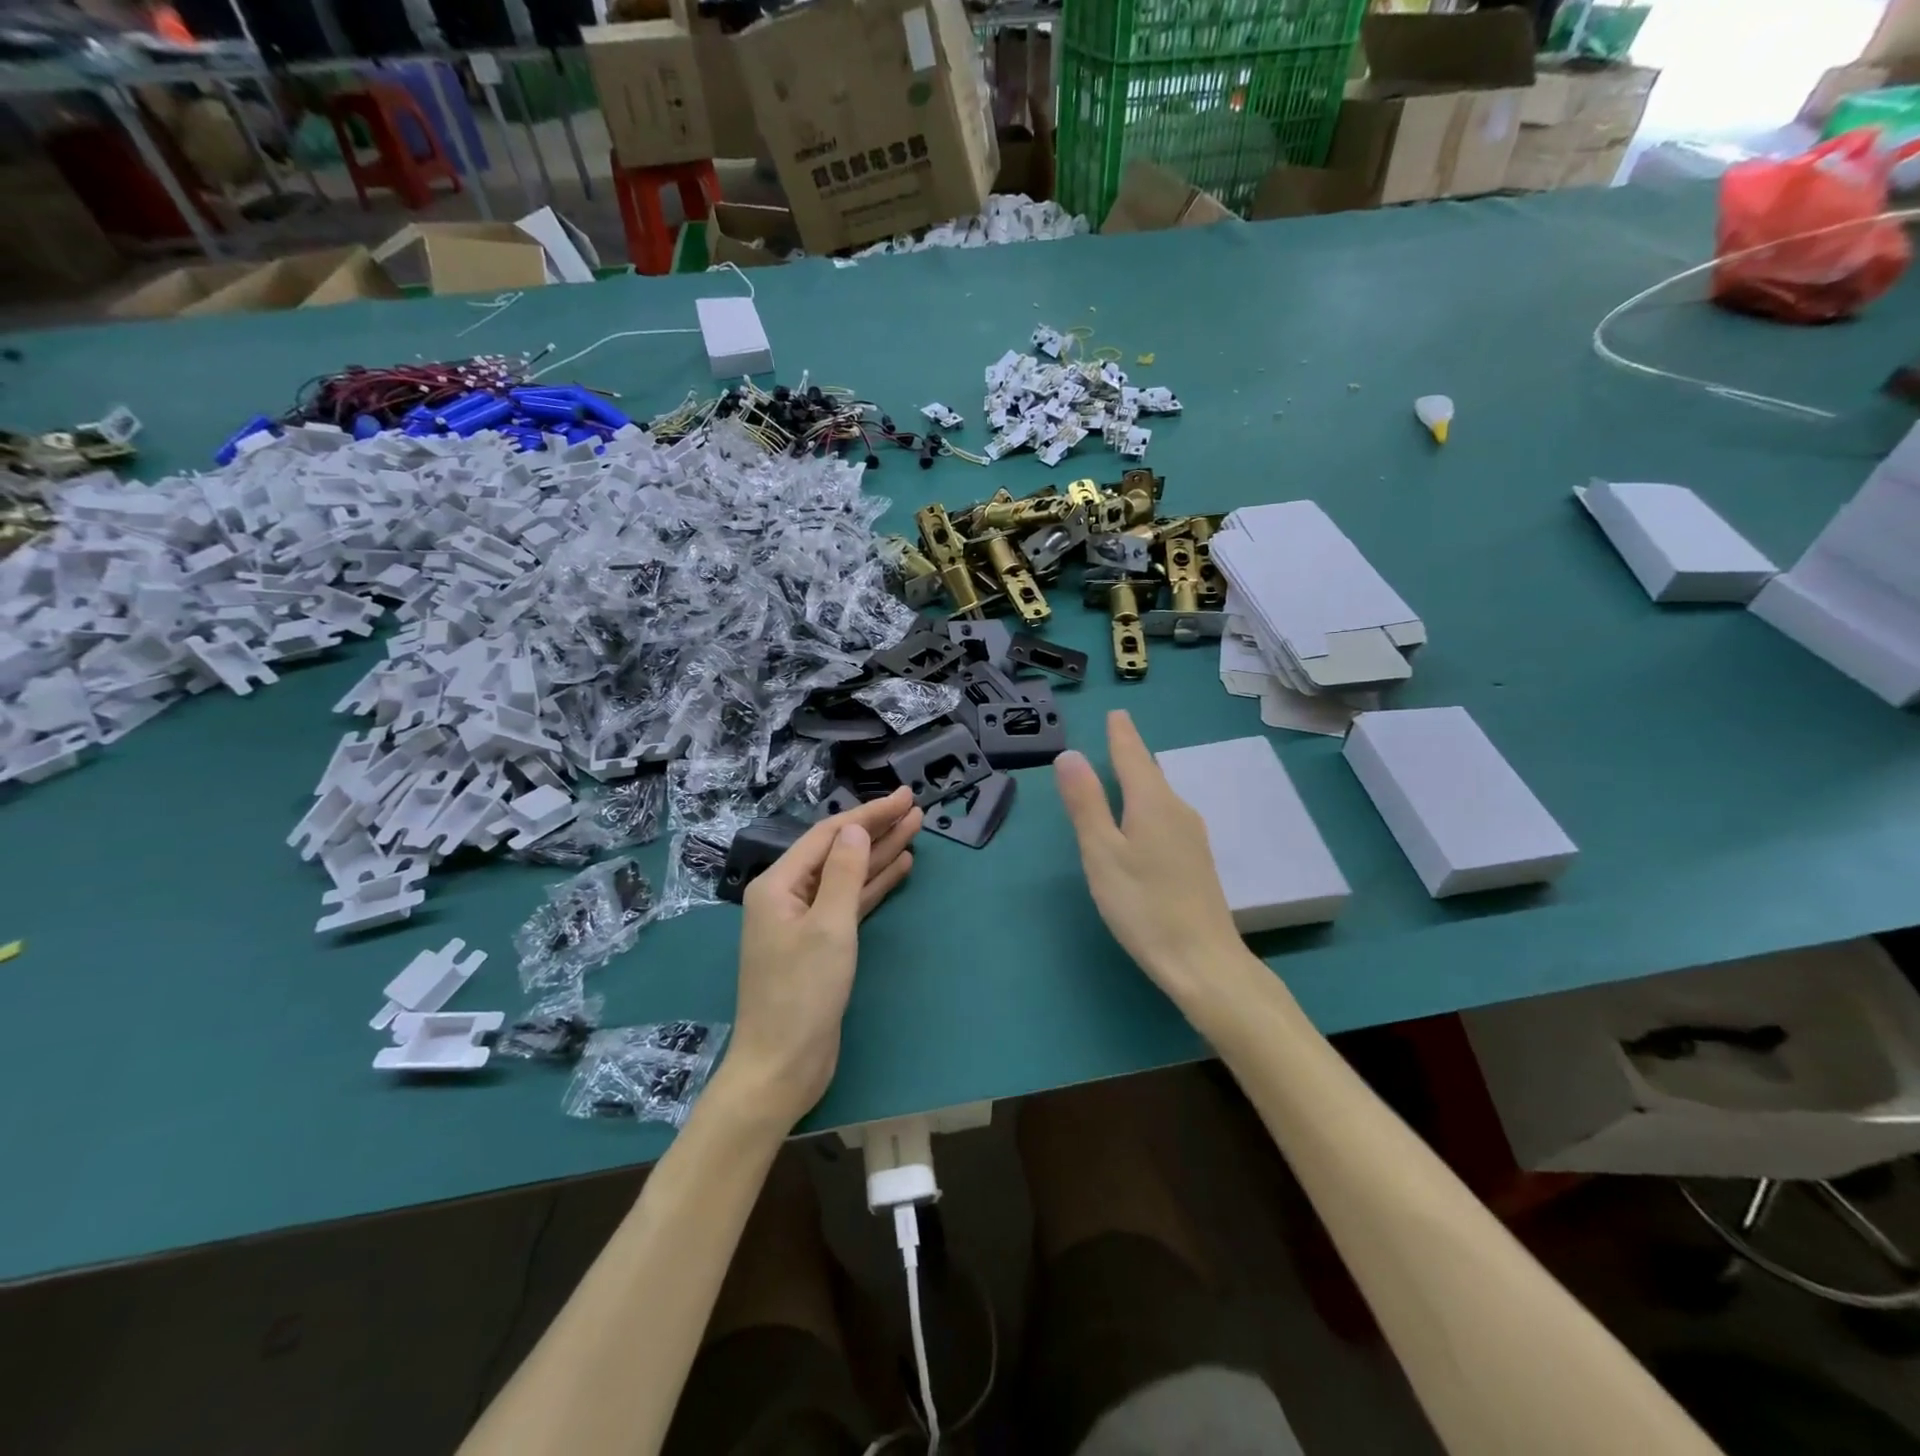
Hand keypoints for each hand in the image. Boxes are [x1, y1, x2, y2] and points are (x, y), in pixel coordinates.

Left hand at [723, 787, 921, 1129]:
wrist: (782, 1066)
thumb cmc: (802, 994)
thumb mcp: (828, 927)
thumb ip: (844, 873)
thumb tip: (855, 830)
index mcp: (778, 885)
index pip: (829, 836)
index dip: (868, 815)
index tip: (904, 798)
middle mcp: (787, 896)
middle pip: (838, 852)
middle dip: (877, 830)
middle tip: (916, 809)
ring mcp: (804, 921)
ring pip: (848, 877)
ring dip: (880, 855)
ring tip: (916, 830)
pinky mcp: (821, 945)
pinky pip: (850, 903)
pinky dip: (874, 886)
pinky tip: (900, 868)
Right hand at [1054, 711, 1252, 1010]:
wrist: (1203, 961)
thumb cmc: (1143, 905)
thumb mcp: (1102, 853)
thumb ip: (1086, 803)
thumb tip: (1070, 754)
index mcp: (1152, 803)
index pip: (1133, 756)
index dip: (1122, 734)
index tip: (1117, 713)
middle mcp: (1178, 810)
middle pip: (1150, 773)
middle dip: (1132, 753)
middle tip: (1118, 735)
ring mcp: (1192, 836)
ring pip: (1161, 795)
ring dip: (1142, 779)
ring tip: (1127, 768)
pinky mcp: (1196, 860)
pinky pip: (1168, 815)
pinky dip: (1150, 803)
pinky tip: (1145, 819)